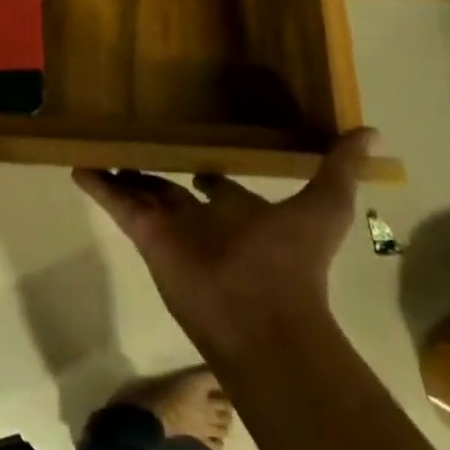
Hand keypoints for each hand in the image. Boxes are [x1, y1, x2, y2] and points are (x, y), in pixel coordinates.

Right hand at [74, 129, 374, 352]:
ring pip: (140, 191)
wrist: (262, 317)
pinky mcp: (146, 233)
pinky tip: (77, 163)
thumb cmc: (292, 262)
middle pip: (172, 187)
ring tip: (98, 142)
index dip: (206, 168)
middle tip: (135, 136)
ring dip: (121, 170)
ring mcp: (171, 226)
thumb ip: (339, 170)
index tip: (195, 144)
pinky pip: (115, 203)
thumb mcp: (324, 209)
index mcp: (238, 212)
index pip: (217, 185)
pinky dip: (97, 185)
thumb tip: (371, 132)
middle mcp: (201, 218)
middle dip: (156, 166)